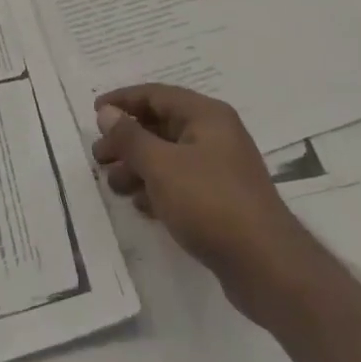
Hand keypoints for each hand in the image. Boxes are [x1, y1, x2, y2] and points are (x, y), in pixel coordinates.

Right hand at [93, 84, 312, 323]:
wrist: (267, 266)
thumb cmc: (210, 203)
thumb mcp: (162, 166)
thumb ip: (130, 137)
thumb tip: (107, 113)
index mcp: (206, 115)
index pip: (156, 95)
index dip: (123, 101)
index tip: (94, 113)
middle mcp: (216, 135)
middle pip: (161, 126)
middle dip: (127, 139)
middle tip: (99, 157)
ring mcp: (221, 169)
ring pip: (169, 156)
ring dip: (139, 166)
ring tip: (114, 185)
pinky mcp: (221, 200)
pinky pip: (181, 183)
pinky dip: (158, 188)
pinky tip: (141, 206)